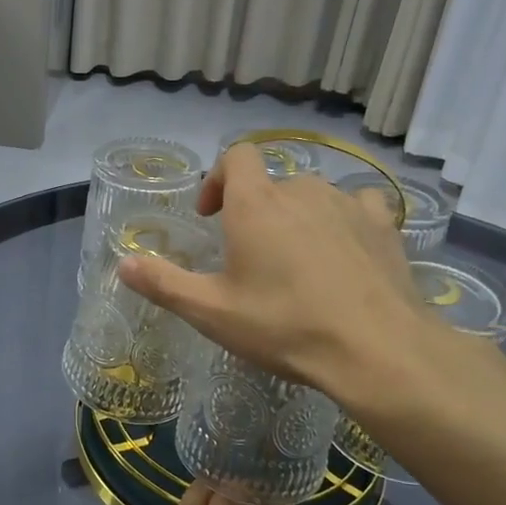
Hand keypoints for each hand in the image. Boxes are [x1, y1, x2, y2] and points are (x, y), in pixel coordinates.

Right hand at [117, 143, 505, 436]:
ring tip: (297, 261)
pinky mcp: (382, 223)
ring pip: (312, 195)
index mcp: (256, 203)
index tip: (211, 216)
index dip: (219, 177)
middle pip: (272, 182)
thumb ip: (164, 284)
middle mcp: (300, 190)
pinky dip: (345, 218)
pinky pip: (358, 204)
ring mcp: (346, 203)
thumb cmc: (285, 326)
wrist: (375, 348)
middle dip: (256, 209)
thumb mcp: (213, 312)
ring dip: (298, 216)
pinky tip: (346, 249)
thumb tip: (123, 264)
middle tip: (251, 256)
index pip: (236, 156)